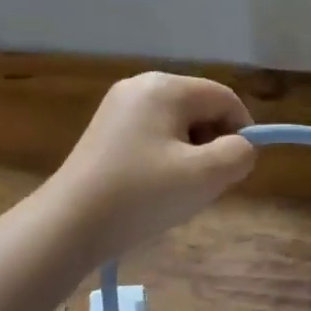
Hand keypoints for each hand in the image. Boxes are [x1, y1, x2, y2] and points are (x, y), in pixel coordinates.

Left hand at [46, 72, 256, 261]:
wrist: (68, 225)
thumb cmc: (142, 195)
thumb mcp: (205, 176)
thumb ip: (239, 154)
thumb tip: (242, 147)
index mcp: (165, 87)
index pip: (224, 98)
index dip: (242, 132)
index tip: (237, 170)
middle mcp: (140, 86)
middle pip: (199, 109)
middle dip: (212, 145)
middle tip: (204, 184)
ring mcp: (117, 108)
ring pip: (177, 126)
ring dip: (189, 155)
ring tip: (176, 191)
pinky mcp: (104, 132)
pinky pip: (152, 137)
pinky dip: (164, 159)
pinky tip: (152, 189)